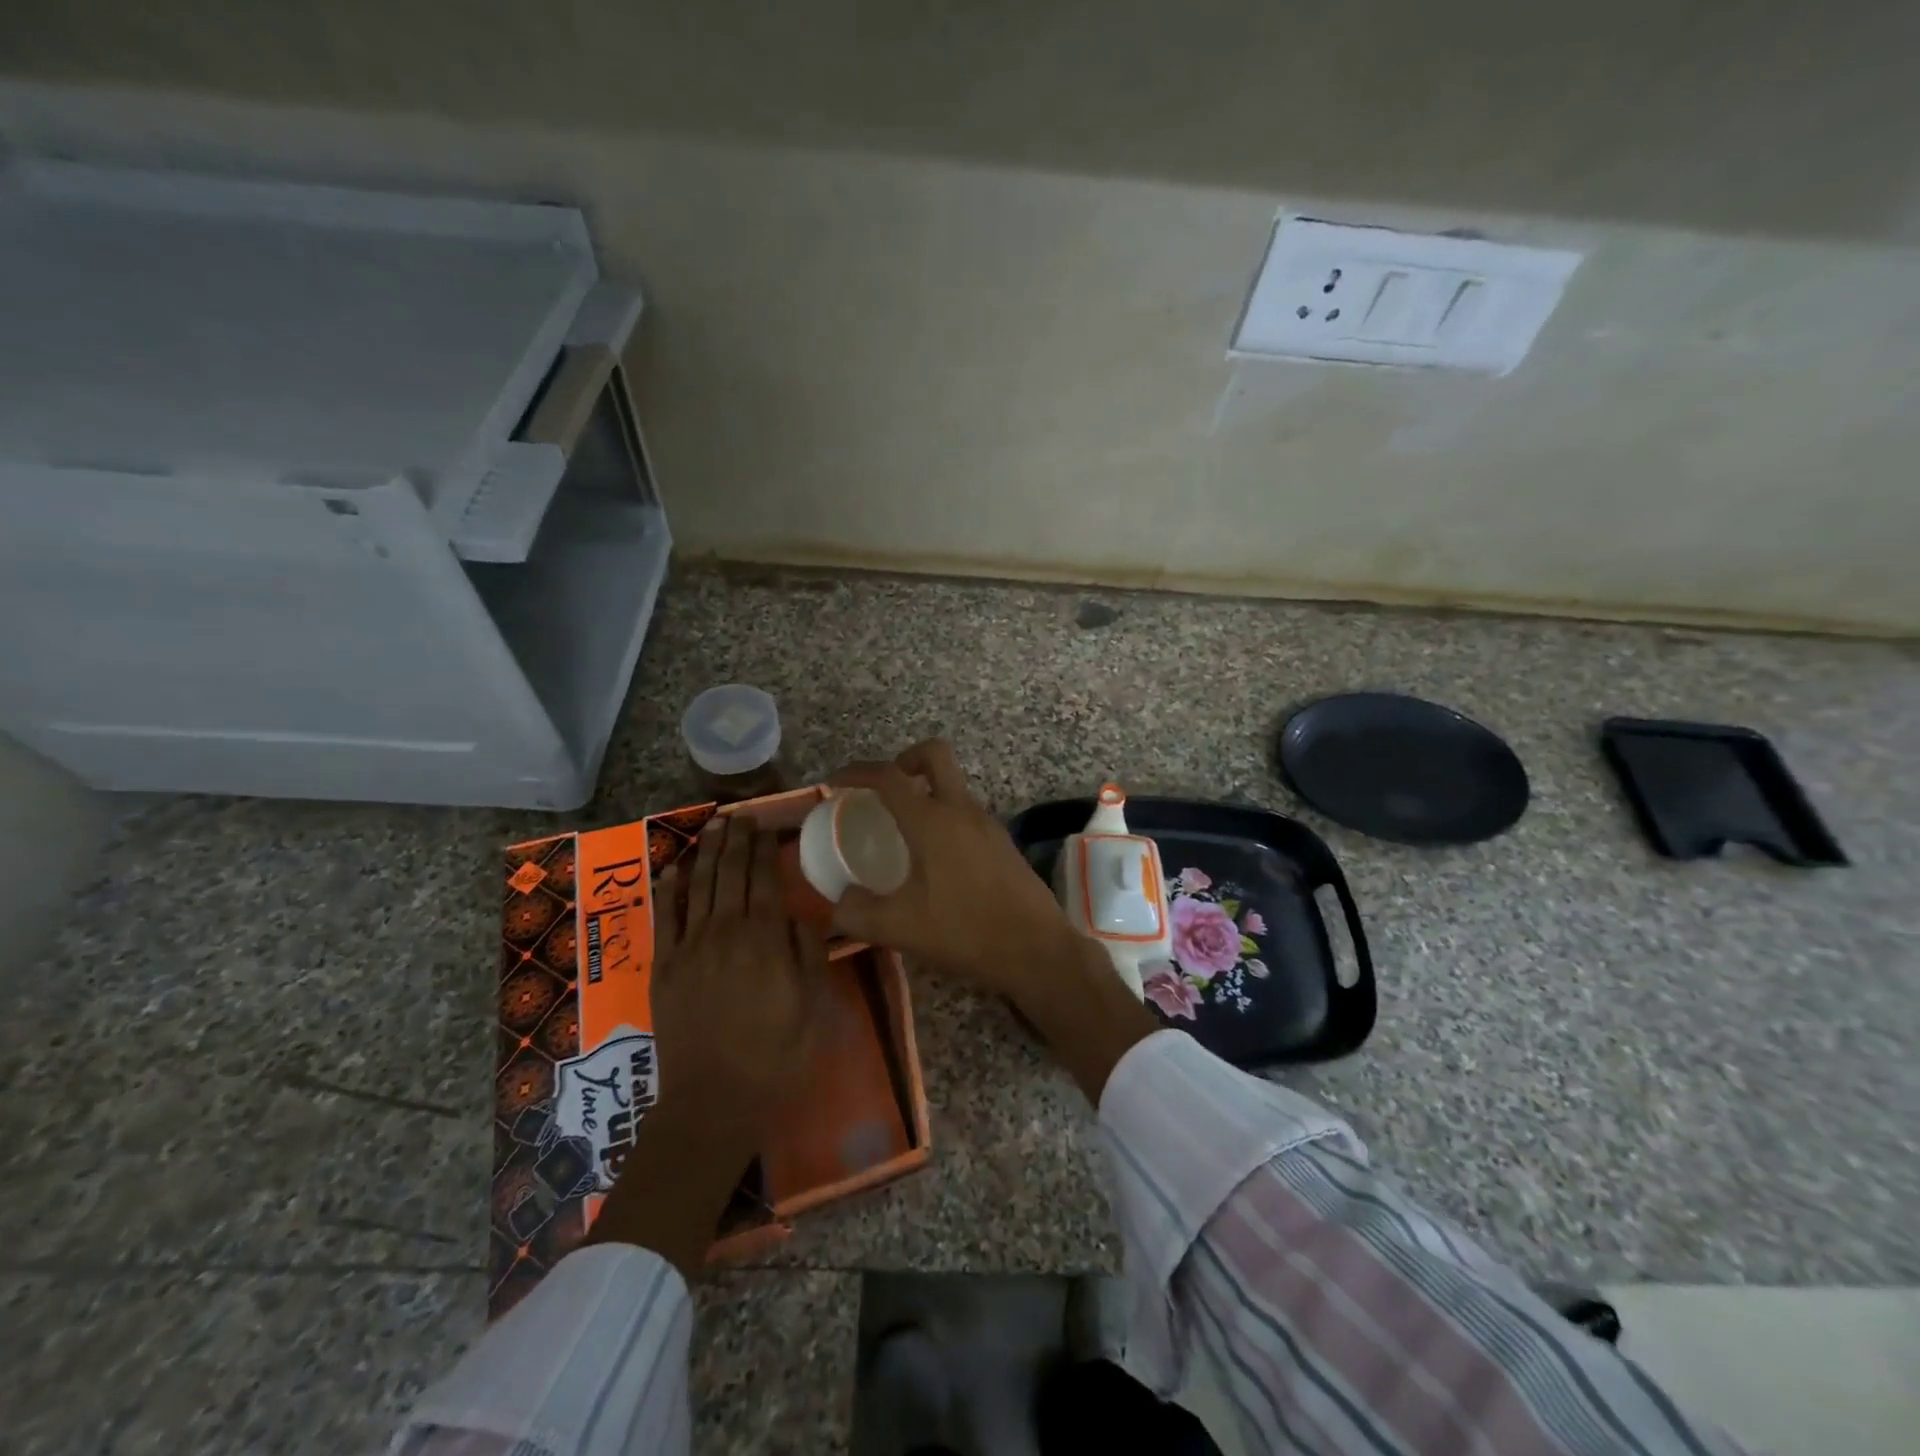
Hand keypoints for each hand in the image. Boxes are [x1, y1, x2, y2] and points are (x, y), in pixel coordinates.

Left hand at [587, 814, 824, 1274]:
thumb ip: (808, 951)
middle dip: (736, 841)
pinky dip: (669, 889)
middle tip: (740, 816)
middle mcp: (725, 931)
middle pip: (729, 874)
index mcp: (765, 938)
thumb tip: (804, 910)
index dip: (764, 849)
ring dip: (706, 853)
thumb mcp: (812, 1004)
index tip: (766, 826)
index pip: (764, 879)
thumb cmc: (776, 1054)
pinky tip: (674, 868)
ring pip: (698, 886)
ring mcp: (690, 947)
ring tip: (713, 826)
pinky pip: (665, 918)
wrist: (714, 1101)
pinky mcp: (664, 968)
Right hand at [830, 740, 1157, 1101]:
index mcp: (933, 821)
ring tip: (902, 832)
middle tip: (882, 790)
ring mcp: (988, 824)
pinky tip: (934, 860)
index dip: (858, 772)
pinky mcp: (1002, 843)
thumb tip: (838, 903)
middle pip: (935, 755)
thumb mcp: (899, 928)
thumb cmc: (965, 932)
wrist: (1036, 950)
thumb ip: (857, 913)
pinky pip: (966, 813)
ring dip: (926, 793)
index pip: (889, 777)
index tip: (836, 782)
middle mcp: (962, 811)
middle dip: (904, 759)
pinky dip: (944, 818)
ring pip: (953, 786)